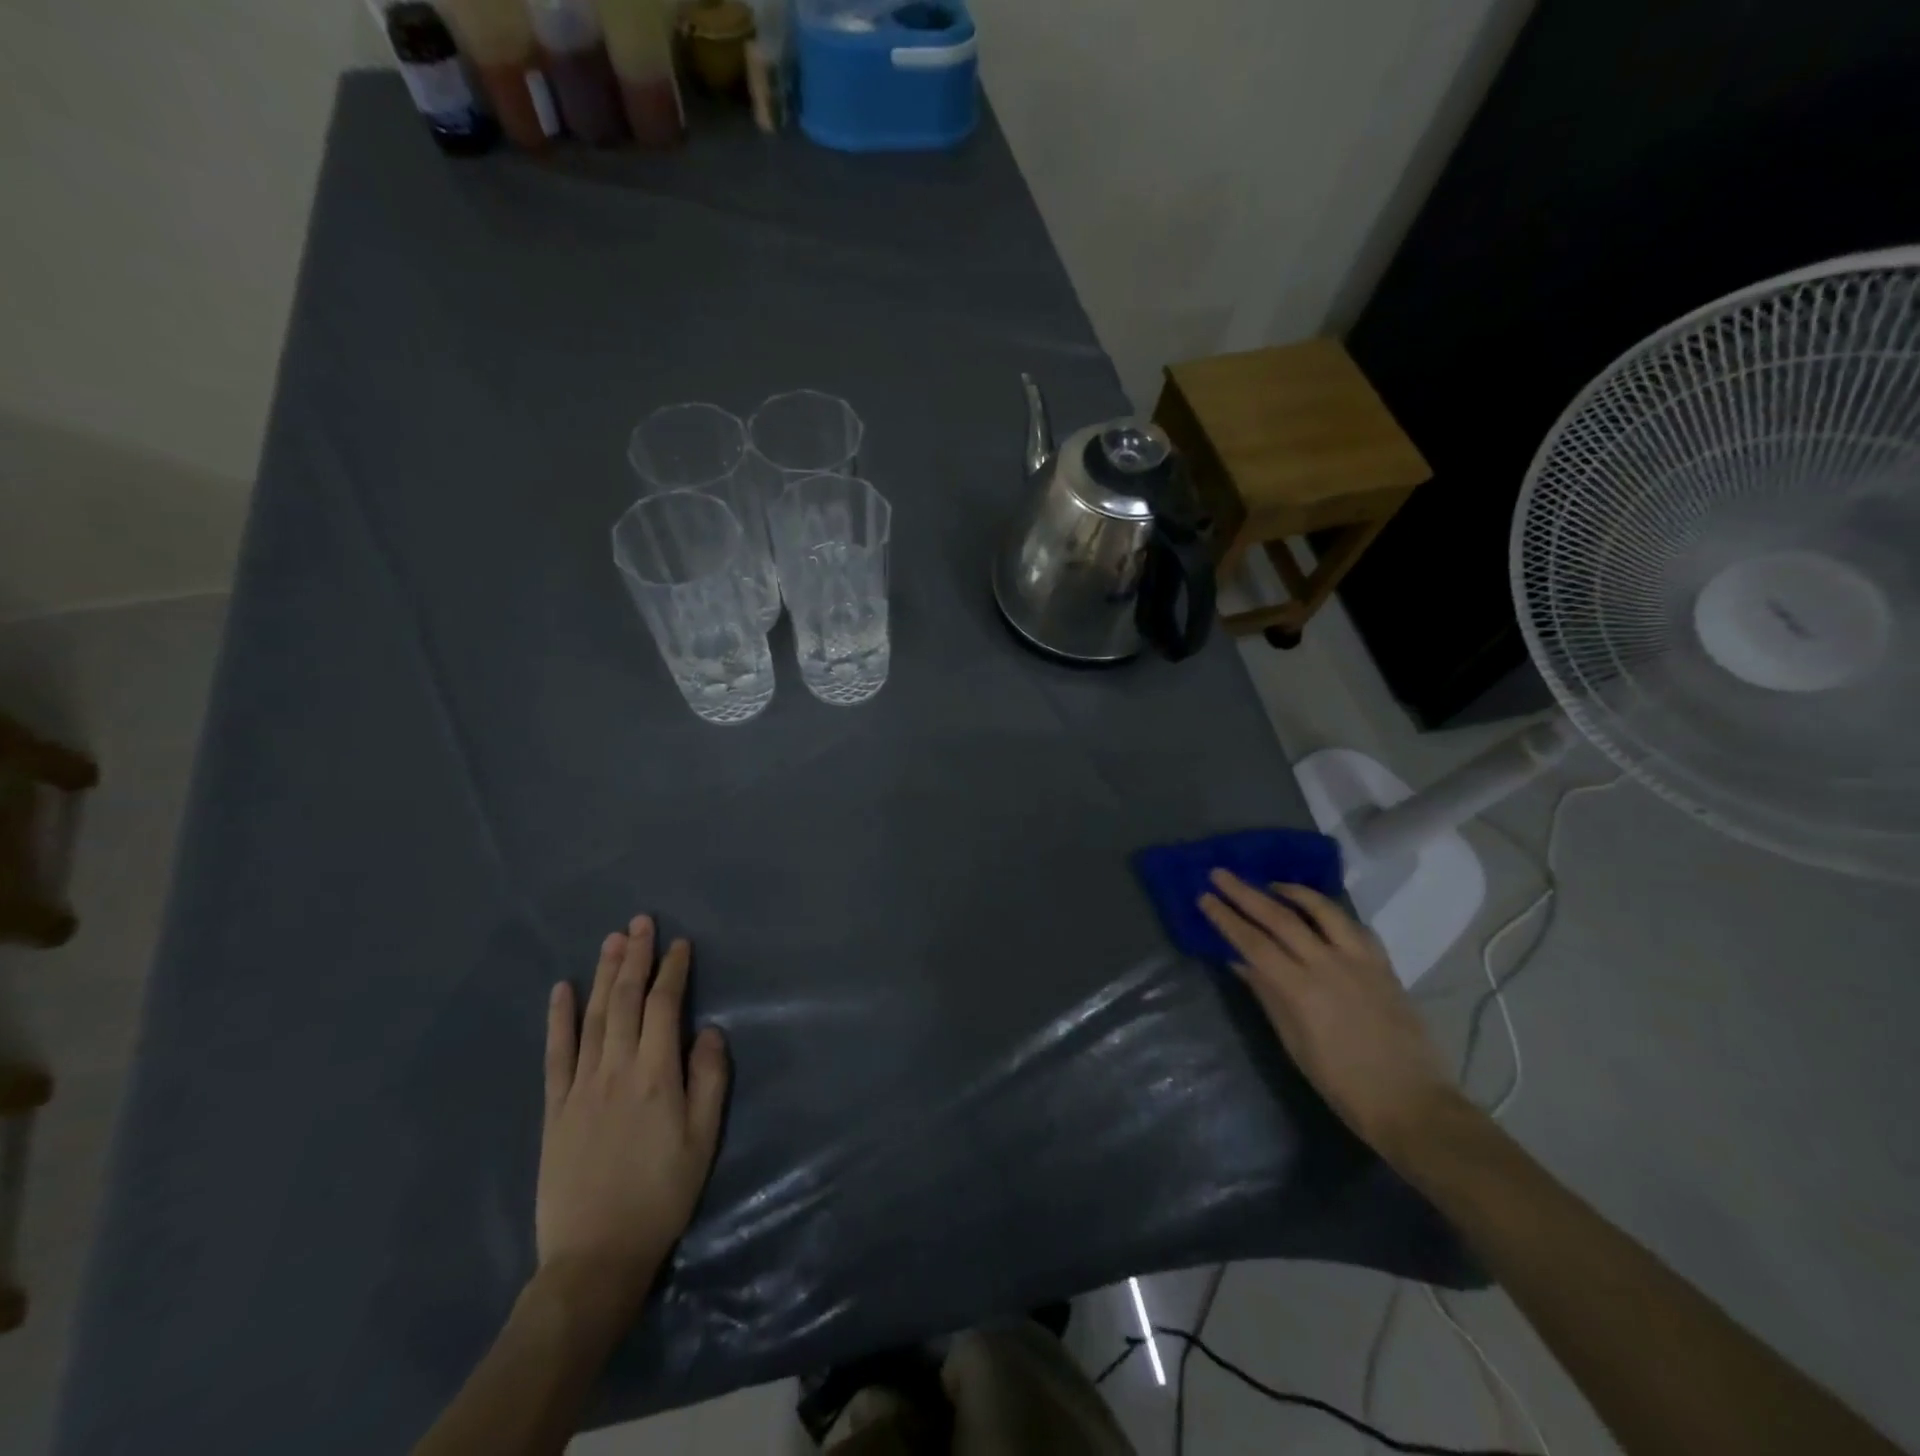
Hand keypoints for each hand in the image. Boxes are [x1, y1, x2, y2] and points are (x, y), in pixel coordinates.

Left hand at [535, 916, 728, 1327]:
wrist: (594, 1257)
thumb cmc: (662, 1196)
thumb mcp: (703, 1141)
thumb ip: (709, 1080)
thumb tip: (708, 1031)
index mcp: (656, 1076)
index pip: (663, 1007)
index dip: (672, 971)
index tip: (679, 944)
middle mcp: (616, 1070)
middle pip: (624, 1001)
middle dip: (634, 957)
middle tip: (640, 922)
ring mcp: (580, 1086)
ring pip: (592, 1017)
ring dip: (602, 974)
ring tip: (611, 940)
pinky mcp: (555, 1108)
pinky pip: (556, 1054)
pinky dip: (558, 1018)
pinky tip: (561, 989)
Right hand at [1198, 871, 1466, 1165]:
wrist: (1412, 1103)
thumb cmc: (1342, 1084)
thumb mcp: (1294, 1044)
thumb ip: (1268, 996)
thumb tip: (1240, 963)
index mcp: (1300, 990)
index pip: (1253, 942)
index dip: (1226, 917)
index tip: (1204, 897)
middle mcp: (1328, 965)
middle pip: (1279, 917)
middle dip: (1245, 893)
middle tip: (1221, 874)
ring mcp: (1360, 960)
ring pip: (1323, 909)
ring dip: (1292, 891)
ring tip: (1271, 885)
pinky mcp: (1384, 965)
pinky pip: (1354, 926)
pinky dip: (1331, 913)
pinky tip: (1320, 914)